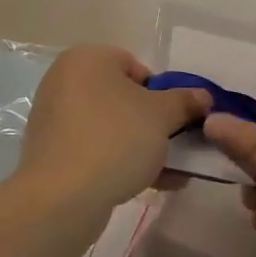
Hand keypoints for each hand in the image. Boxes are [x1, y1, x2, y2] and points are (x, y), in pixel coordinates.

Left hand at [19, 46, 210, 212]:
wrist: (62, 197)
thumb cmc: (115, 140)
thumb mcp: (162, 116)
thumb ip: (185, 101)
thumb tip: (203, 96)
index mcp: (86, 59)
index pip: (137, 67)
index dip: (162, 94)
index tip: (176, 121)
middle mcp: (64, 81)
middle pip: (123, 98)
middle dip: (154, 125)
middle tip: (175, 148)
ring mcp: (54, 118)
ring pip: (111, 127)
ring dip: (142, 147)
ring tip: (170, 174)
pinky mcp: (51, 152)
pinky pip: (94, 148)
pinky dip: (119, 161)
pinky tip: (147, 185)